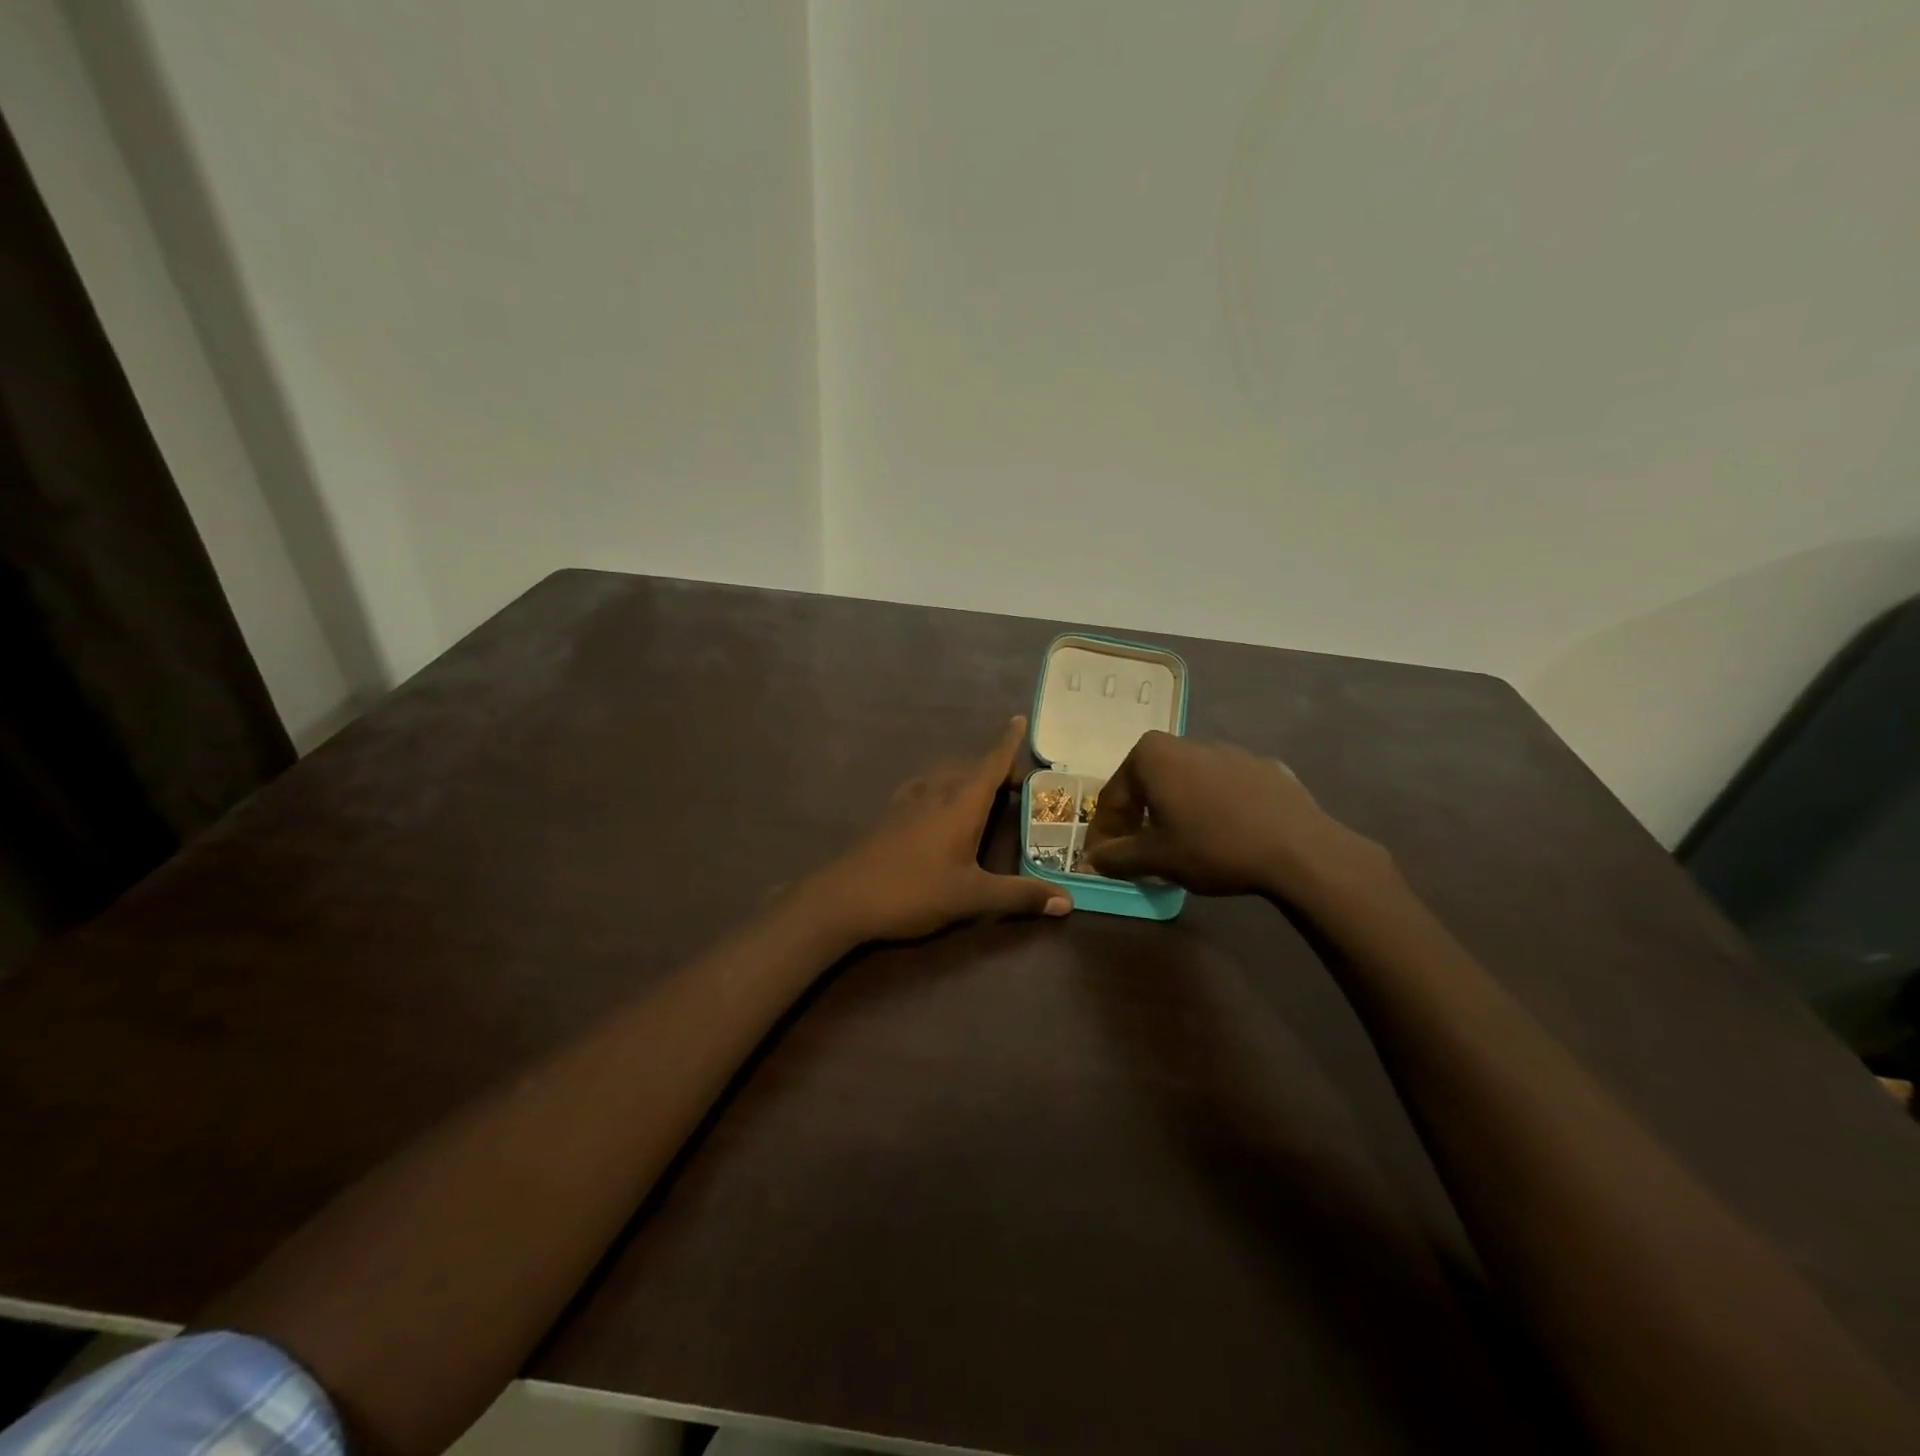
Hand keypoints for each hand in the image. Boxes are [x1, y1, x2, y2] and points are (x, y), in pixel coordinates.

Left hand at [812, 716, 1071, 943]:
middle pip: (970, 768)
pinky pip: (925, 788)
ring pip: (945, 776)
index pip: (991, 762)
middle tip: (1018, 785)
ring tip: (984, 793)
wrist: (844, 898)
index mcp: (961, 803)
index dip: (1007, 741)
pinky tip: (938, 807)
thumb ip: (1019, 896)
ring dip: (967, 777)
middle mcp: (936, 792)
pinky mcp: (891, 816)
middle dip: (994, 768)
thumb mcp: (971, 896)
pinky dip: (943, 788)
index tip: (1018, 717)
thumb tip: (1068, 902)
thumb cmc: (914, 891)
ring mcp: (909, 802)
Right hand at [1082, 731, 1389, 905]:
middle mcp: (1185, 742)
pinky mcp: (1263, 766)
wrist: (1299, 848)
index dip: (1104, 833)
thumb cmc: (1213, 846)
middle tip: (1137, 852)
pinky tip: (1225, 836)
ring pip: (1186, 783)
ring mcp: (1228, 750)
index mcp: (1151, 756)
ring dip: (1175, 811)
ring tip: (1182, 846)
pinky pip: (1224, 788)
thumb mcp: (1156, 859)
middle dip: (1138, 818)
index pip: (1113, 797)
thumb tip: (1093, 860)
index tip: (1101, 859)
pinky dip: (1214, 808)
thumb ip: (1117, 857)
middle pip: (1148, 784)